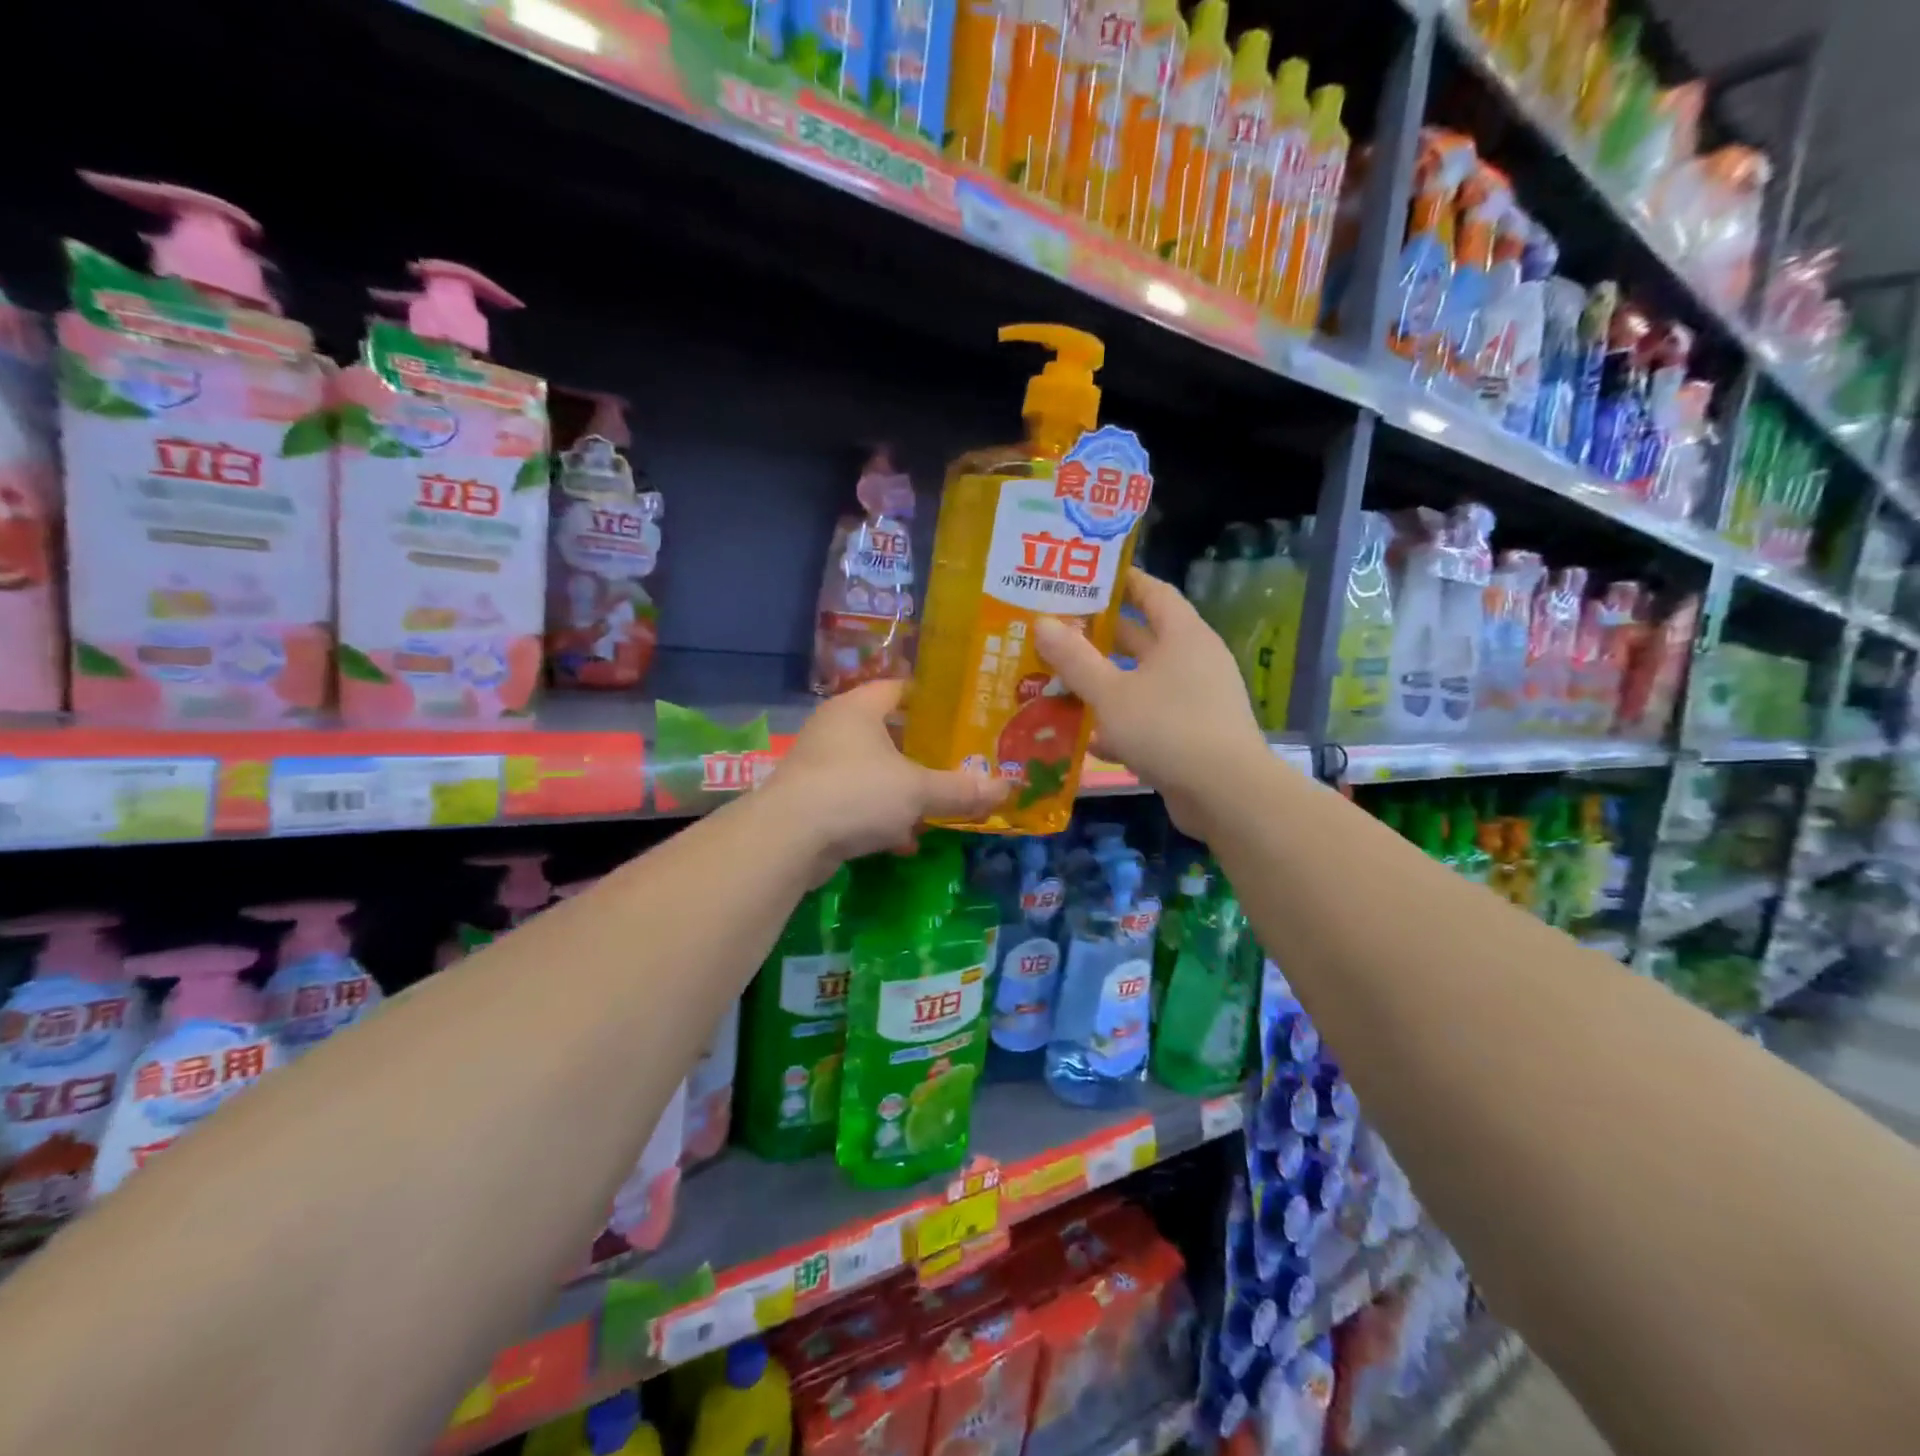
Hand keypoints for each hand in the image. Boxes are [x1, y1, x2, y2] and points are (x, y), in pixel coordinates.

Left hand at [763, 678, 1007, 873]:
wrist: (788, 839)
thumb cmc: (857, 793)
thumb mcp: (918, 791)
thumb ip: (961, 789)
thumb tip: (1008, 788)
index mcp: (858, 708)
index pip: (899, 687)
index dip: (930, 698)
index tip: (961, 711)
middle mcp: (835, 729)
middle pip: (886, 731)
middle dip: (920, 750)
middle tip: (957, 759)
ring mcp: (820, 765)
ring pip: (872, 770)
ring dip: (901, 789)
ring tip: (937, 803)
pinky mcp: (812, 800)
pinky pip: (856, 801)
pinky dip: (880, 816)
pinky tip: (904, 840)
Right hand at [1036, 568, 1274, 835]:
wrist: (1226, 795)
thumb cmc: (1167, 728)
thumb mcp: (1111, 693)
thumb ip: (1075, 659)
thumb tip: (1042, 623)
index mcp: (1183, 635)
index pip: (1152, 592)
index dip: (1121, 582)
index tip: (1084, 578)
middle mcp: (1194, 660)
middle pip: (1144, 638)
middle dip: (1101, 636)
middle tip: (1057, 632)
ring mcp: (1196, 700)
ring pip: (1142, 681)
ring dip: (1106, 683)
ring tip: (1060, 682)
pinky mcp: (1192, 735)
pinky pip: (1150, 718)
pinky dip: (1121, 724)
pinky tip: (1088, 739)